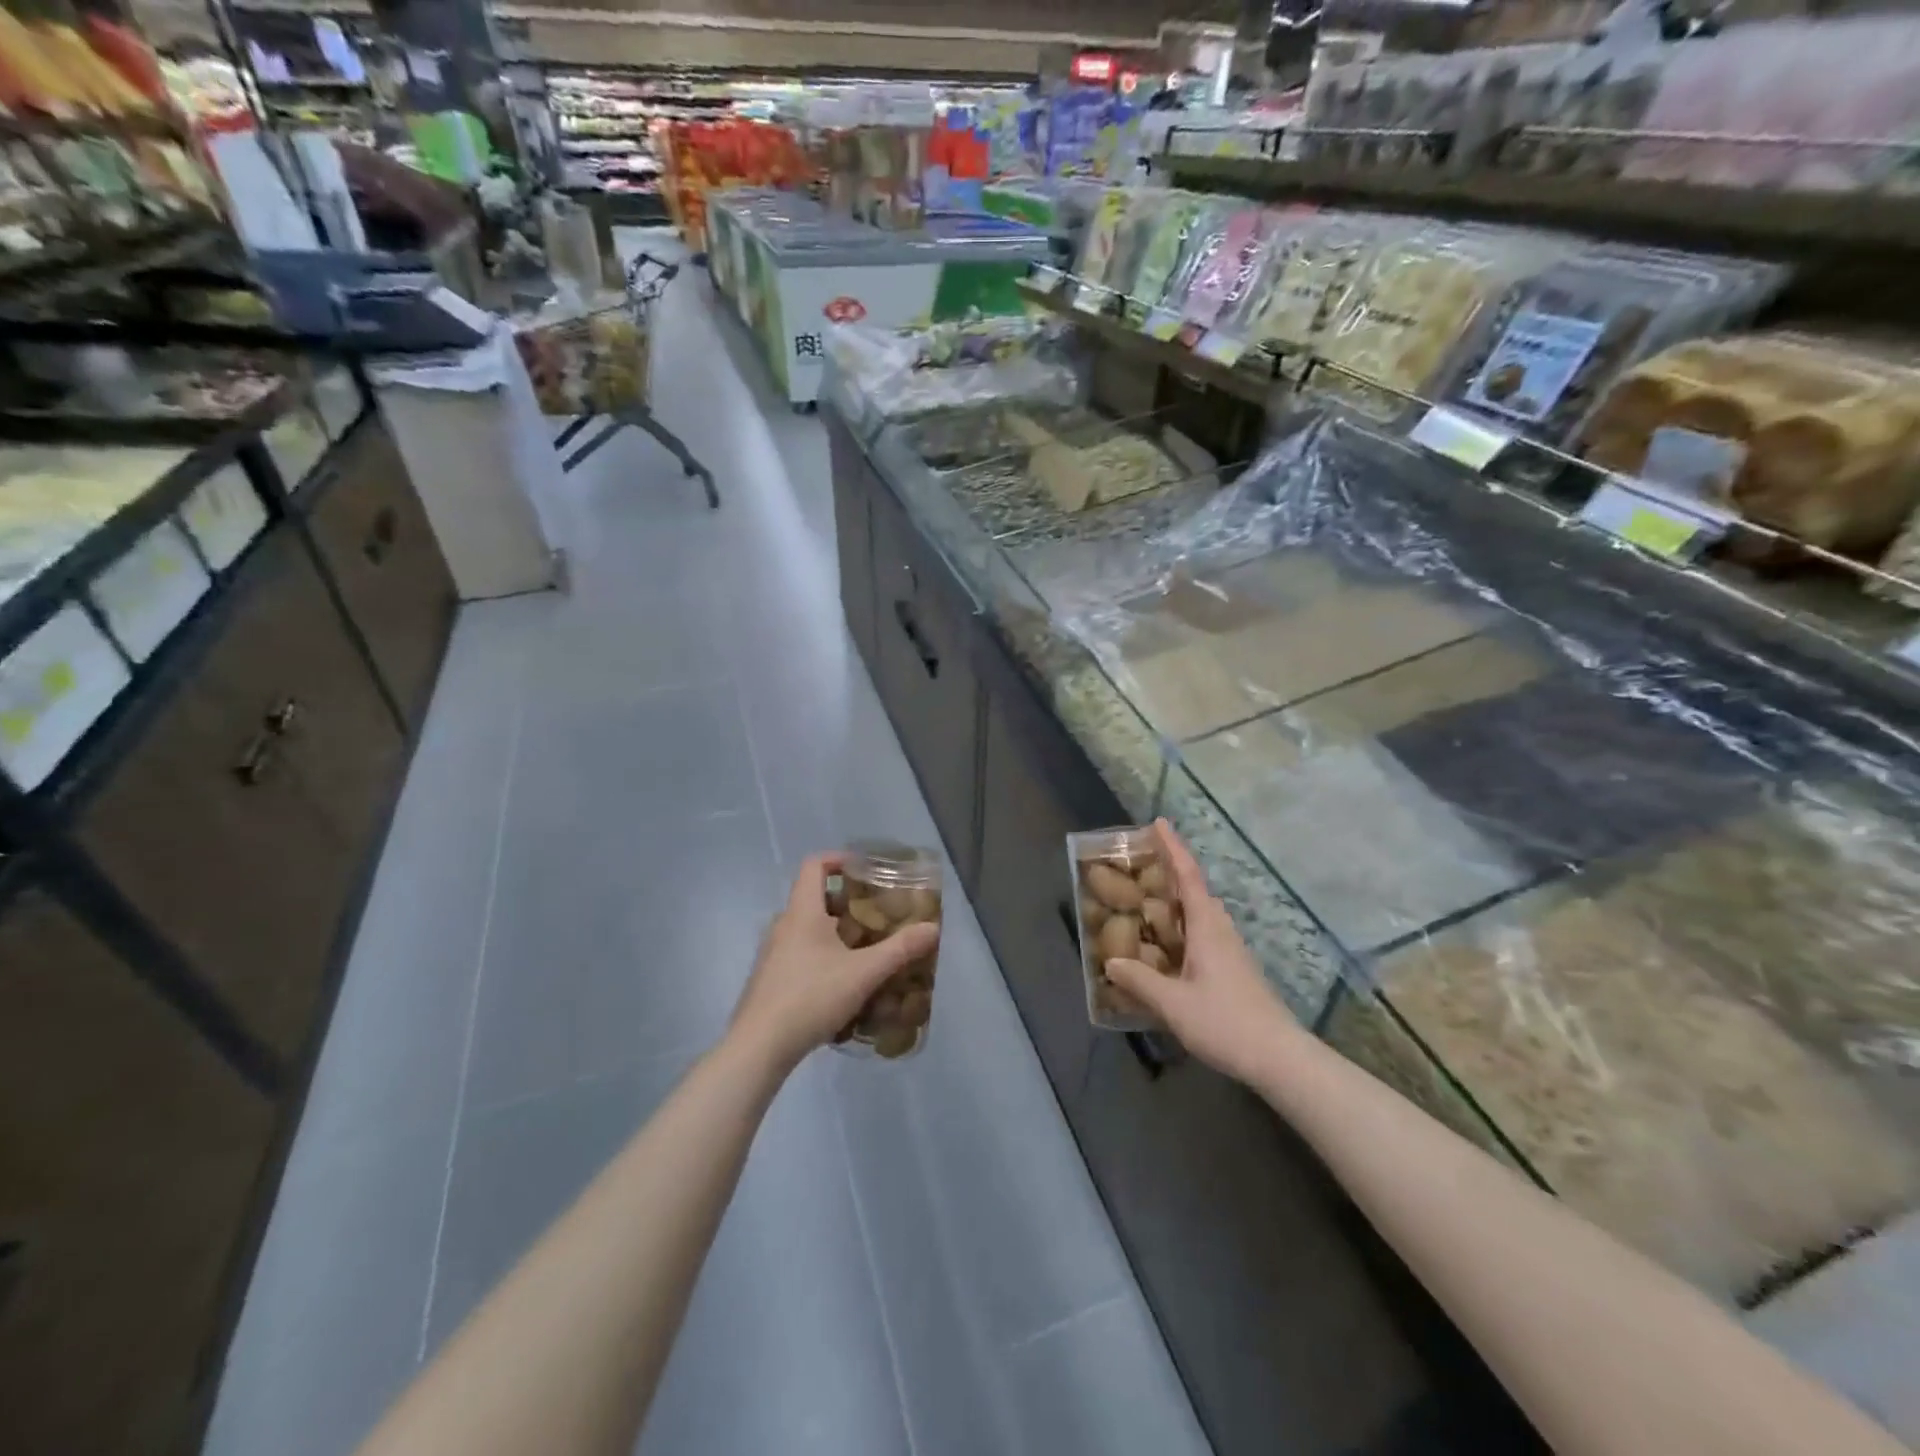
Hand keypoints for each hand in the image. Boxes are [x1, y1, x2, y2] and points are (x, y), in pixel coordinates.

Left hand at [729, 853, 938, 1072]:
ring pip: (807, 928)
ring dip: (835, 931)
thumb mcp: (863, 973)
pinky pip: (800, 953)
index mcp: (802, 912)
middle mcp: (783, 925)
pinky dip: (822, 954)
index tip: (865, 870)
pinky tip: (842, 982)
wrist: (759, 1046)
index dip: (839, 860)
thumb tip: (932, 928)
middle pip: (814, 898)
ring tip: (865, 948)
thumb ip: (899, 949)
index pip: (814, 865)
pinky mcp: (770, 979)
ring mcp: (773, 953)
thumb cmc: (810, 997)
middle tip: (876, 914)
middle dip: (846, 901)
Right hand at [1105, 820, 1301, 1086]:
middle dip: (1172, 871)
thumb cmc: (1225, 1022)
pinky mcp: (1235, 971)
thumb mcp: (1173, 1003)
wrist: (1280, 1058)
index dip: (1173, 848)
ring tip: (1148, 904)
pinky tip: (1168, 949)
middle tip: (1142, 865)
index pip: (1187, 876)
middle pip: (1195, 891)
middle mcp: (1221, 931)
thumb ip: (1140, 981)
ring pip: (1201, 915)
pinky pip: (1204, 935)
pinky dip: (1183, 928)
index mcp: (1207, 927)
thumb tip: (1111, 962)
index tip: (1158, 822)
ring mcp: (1231, 952)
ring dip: (1177, 901)